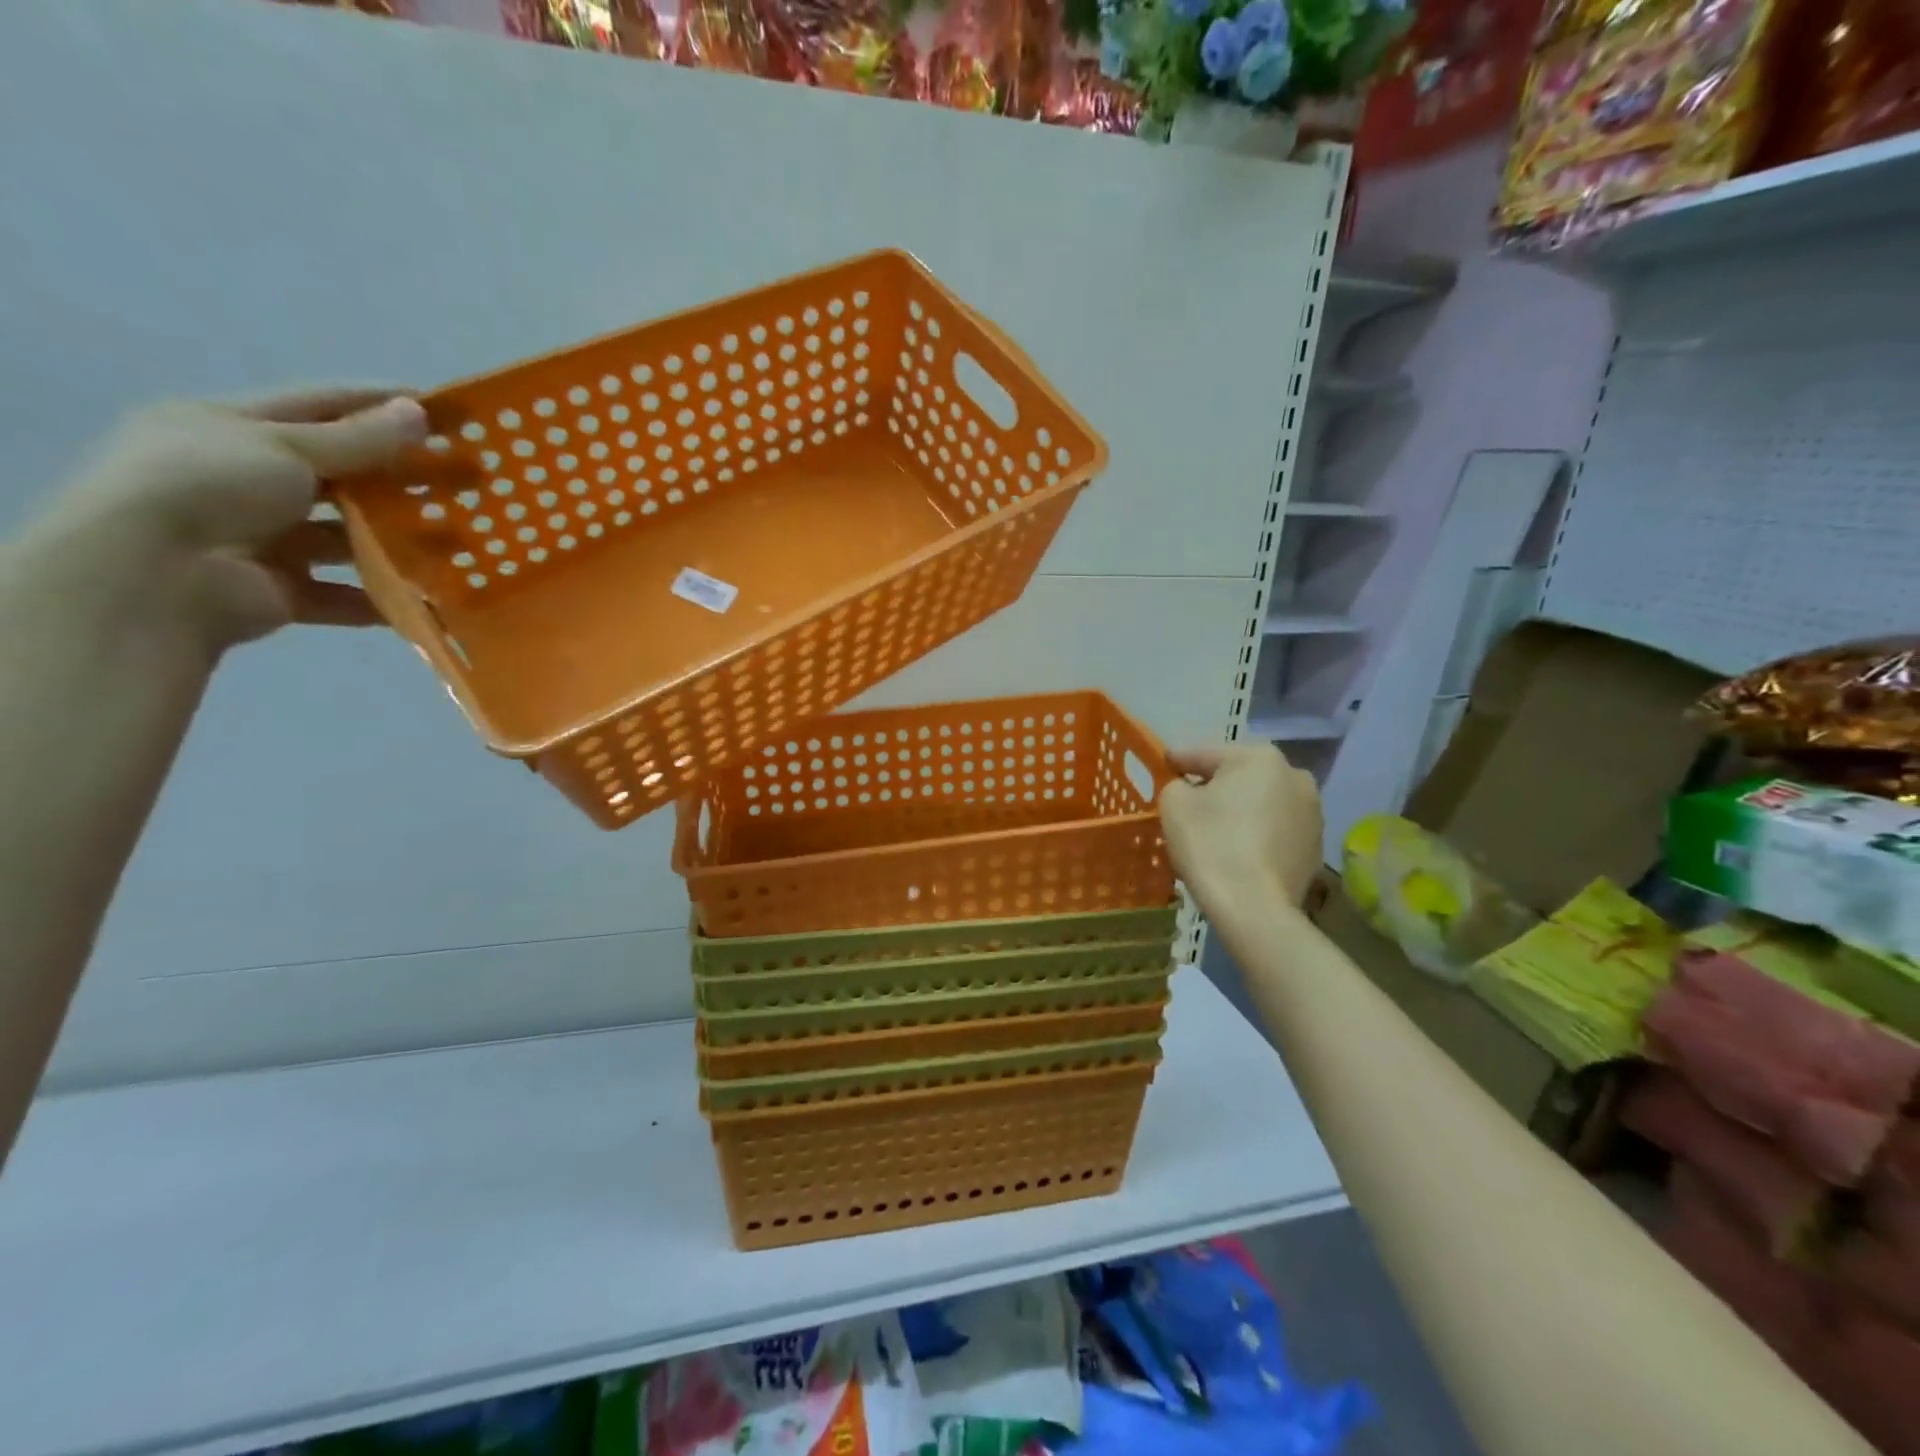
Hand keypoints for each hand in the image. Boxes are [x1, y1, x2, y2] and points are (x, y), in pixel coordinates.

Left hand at [28, 388, 425, 655]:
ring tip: (456, 540)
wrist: (152, 576)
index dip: (379, 404)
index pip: (319, 406)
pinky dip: (380, 597)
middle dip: (399, 478)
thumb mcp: (285, 447)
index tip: (442, 410)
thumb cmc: (209, 486)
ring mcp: (261, 539)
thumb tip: (419, 412)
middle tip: (463, 482)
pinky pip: (341, 594)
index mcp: (230, 429)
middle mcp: (244, 480)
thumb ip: (358, 438)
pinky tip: (425, 595)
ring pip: (345, 538)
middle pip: (339, 476)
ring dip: (396, 540)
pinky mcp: (278, 592)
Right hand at [1159, 743, 1322, 912]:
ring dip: (1238, 812)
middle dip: (1212, 787)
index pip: (1204, 753)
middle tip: (1185, 804)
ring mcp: (1312, 813)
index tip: (1160, 768)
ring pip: (1260, 804)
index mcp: (1259, 757)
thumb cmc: (1211, 845)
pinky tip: (1236, 854)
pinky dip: (1255, 836)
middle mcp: (1294, 776)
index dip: (1177, 761)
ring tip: (1212, 833)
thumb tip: (1187, 789)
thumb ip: (1176, 785)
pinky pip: (1274, 831)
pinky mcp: (1315, 847)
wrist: (1255, 909)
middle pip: (1238, 777)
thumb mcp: (1174, 804)